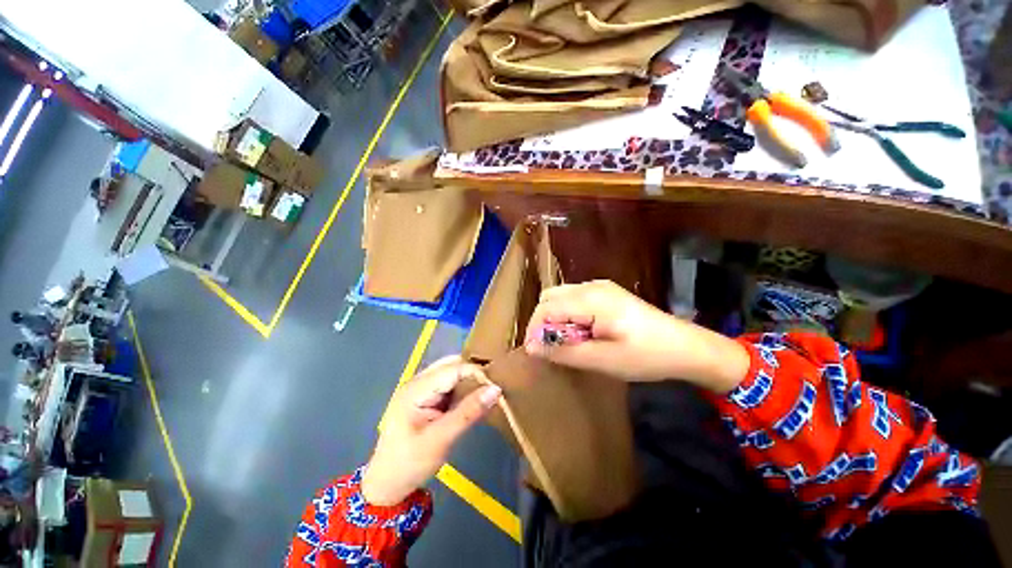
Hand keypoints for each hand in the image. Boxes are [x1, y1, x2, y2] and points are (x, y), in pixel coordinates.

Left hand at [361, 357, 500, 505]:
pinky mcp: (425, 398)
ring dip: (469, 380)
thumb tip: (496, 389)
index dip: (476, 373)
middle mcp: (417, 382)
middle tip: (494, 385)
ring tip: (488, 390)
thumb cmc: (410, 464)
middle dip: (473, 372)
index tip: (497, 384)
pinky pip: (448, 385)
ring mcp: (420, 389)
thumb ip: (469, 412)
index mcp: (416, 389)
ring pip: (451, 373)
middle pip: (451, 365)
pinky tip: (474, 399)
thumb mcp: (441, 439)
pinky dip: (462, 389)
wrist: (386, 485)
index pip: (453, 369)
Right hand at [523, 280, 748, 391]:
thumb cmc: (646, 355)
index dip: (535, 330)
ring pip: (561, 297)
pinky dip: (569, 315)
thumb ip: (563, 352)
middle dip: (544, 322)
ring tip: (569, 342)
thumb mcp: (602, 360)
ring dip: (556, 319)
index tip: (537, 353)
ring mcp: (600, 287)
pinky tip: (583, 333)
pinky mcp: (606, 293)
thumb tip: (531, 348)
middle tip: (553, 347)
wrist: (686, 347)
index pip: (546, 308)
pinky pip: (575, 299)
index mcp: (590, 299)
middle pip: (550, 298)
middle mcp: (591, 286)